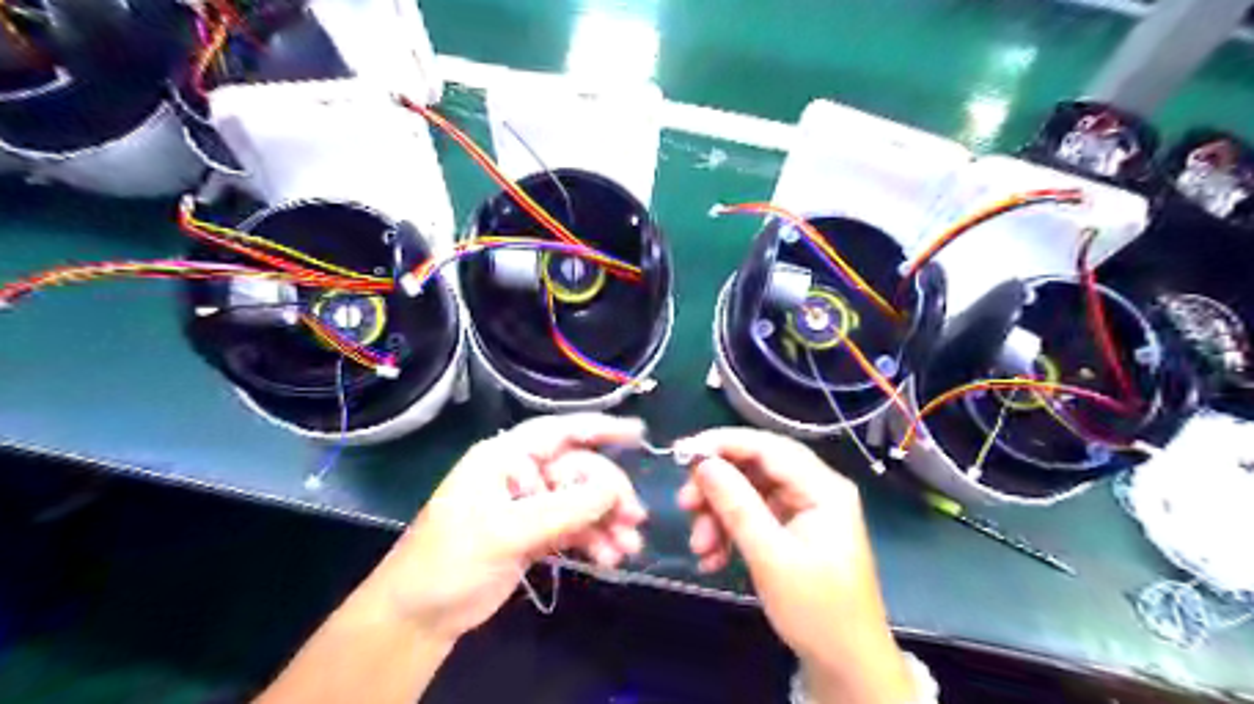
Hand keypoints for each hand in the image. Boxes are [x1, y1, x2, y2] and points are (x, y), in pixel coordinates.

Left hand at [353, 416, 646, 646]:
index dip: (601, 427)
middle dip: (609, 493)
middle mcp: (520, 474)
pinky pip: (574, 528)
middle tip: (634, 518)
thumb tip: (616, 487)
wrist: (419, 616)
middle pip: (578, 471)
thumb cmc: (451, 560)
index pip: (560, 431)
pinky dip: (593, 540)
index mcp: (505, 457)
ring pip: (580, 502)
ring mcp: (528, 505)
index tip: (639, 433)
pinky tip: (610, 557)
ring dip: (606, 521)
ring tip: (628, 547)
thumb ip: (564, 509)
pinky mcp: (534, 533)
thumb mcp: (506, 532)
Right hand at [682, 427, 917, 703]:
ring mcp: (802, 510)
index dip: (724, 443)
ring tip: (699, 546)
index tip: (683, 451)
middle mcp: (814, 490)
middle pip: (755, 469)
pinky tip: (712, 558)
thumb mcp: (771, 557)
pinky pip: (751, 516)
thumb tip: (703, 463)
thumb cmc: (817, 610)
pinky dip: (728, 531)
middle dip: (717, 487)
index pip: (769, 447)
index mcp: (823, 488)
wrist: (845, 664)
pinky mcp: (790, 530)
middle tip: (684, 504)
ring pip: (748, 493)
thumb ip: (737, 505)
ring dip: (718, 515)